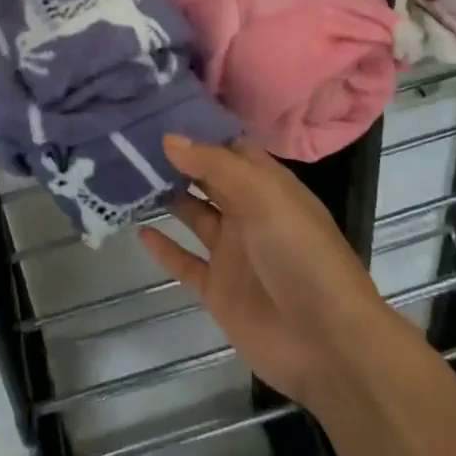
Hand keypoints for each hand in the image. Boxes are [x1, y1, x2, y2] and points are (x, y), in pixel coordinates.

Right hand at [140, 137, 390, 410]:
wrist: (327, 343)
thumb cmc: (300, 254)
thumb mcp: (263, 196)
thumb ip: (215, 165)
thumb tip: (169, 138)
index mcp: (268, 186)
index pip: (231, 148)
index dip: (201, 132)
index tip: (160, 113)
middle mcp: (249, 213)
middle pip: (209, 179)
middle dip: (178, 160)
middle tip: (133, 139)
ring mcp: (233, 252)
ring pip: (194, 216)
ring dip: (168, 198)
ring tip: (128, 176)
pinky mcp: (218, 289)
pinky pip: (185, 262)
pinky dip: (164, 248)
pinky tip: (140, 230)